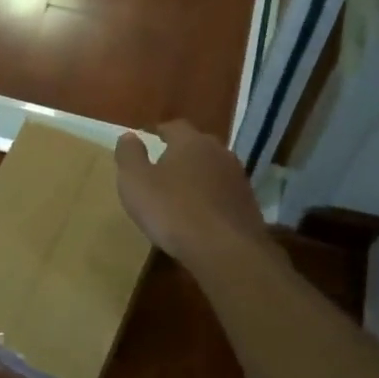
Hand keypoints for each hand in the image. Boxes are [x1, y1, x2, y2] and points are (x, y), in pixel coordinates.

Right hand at [115, 121, 269, 262]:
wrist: (226, 251)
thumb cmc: (173, 211)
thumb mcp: (135, 182)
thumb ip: (129, 155)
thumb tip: (130, 136)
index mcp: (190, 141)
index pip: (174, 126)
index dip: (159, 131)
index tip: (148, 139)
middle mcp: (219, 152)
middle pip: (197, 145)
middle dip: (181, 152)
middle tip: (163, 166)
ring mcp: (238, 178)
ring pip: (213, 169)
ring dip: (199, 176)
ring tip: (182, 192)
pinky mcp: (249, 205)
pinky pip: (224, 193)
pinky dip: (212, 198)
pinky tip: (201, 215)